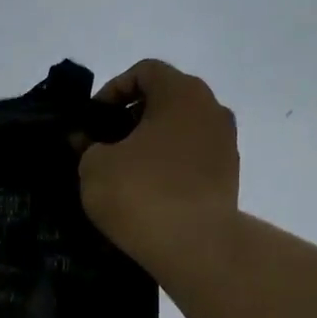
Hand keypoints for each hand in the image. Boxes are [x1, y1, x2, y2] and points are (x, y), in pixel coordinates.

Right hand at [79, 59, 239, 274]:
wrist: (194, 245)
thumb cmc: (140, 193)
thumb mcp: (94, 166)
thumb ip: (88, 146)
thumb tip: (87, 142)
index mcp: (182, 93)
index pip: (145, 72)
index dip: (112, 90)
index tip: (93, 121)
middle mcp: (211, 110)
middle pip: (166, 101)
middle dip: (131, 119)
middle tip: (104, 146)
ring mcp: (226, 145)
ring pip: (180, 132)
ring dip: (151, 145)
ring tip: (124, 173)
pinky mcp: (229, 178)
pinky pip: (191, 161)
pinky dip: (169, 168)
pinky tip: (148, 194)